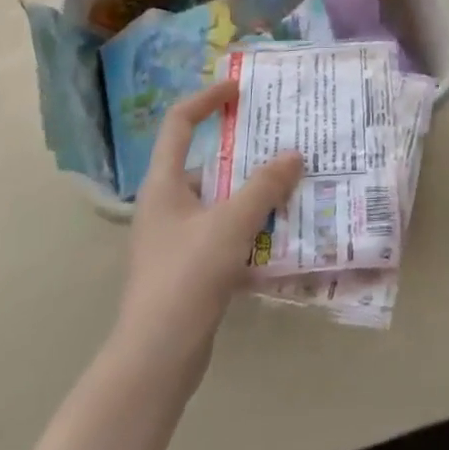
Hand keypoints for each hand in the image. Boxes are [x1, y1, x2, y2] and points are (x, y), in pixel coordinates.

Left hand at [107, 80, 303, 384]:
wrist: (155, 360)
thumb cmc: (185, 278)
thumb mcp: (230, 224)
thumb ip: (264, 186)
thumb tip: (294, 155)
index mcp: (163, 184)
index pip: (179, 123)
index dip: (207, 98)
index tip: (239, 89)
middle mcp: (166, 205)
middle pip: (207, 162)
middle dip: (245, 150)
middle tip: (283, 140)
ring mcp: (176, 239)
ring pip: (220, 200)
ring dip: (253, 191)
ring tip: (293, 183)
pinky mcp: (189, 269)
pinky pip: (225, 232)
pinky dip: (251, 226)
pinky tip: (282, 231)